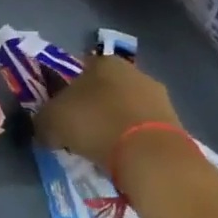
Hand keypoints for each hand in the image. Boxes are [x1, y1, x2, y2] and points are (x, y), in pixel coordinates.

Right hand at [33, 53, 181, 167]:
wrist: (150, 155)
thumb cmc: (94, 124)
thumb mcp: (50, 121)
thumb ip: (42, 119)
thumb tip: (44, 126)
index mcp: (103, 62)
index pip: (78, 70)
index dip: (65, 90)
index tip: (59, 111)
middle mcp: (133, 71)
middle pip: (104, 88)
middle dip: (92, 105)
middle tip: (77, 129)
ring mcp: (158, 96)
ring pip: (125, 107)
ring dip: (113, 122)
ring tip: (99, 147)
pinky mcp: (174, 122)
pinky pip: (142, 127)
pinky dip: (131, 138)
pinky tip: (121, 155)